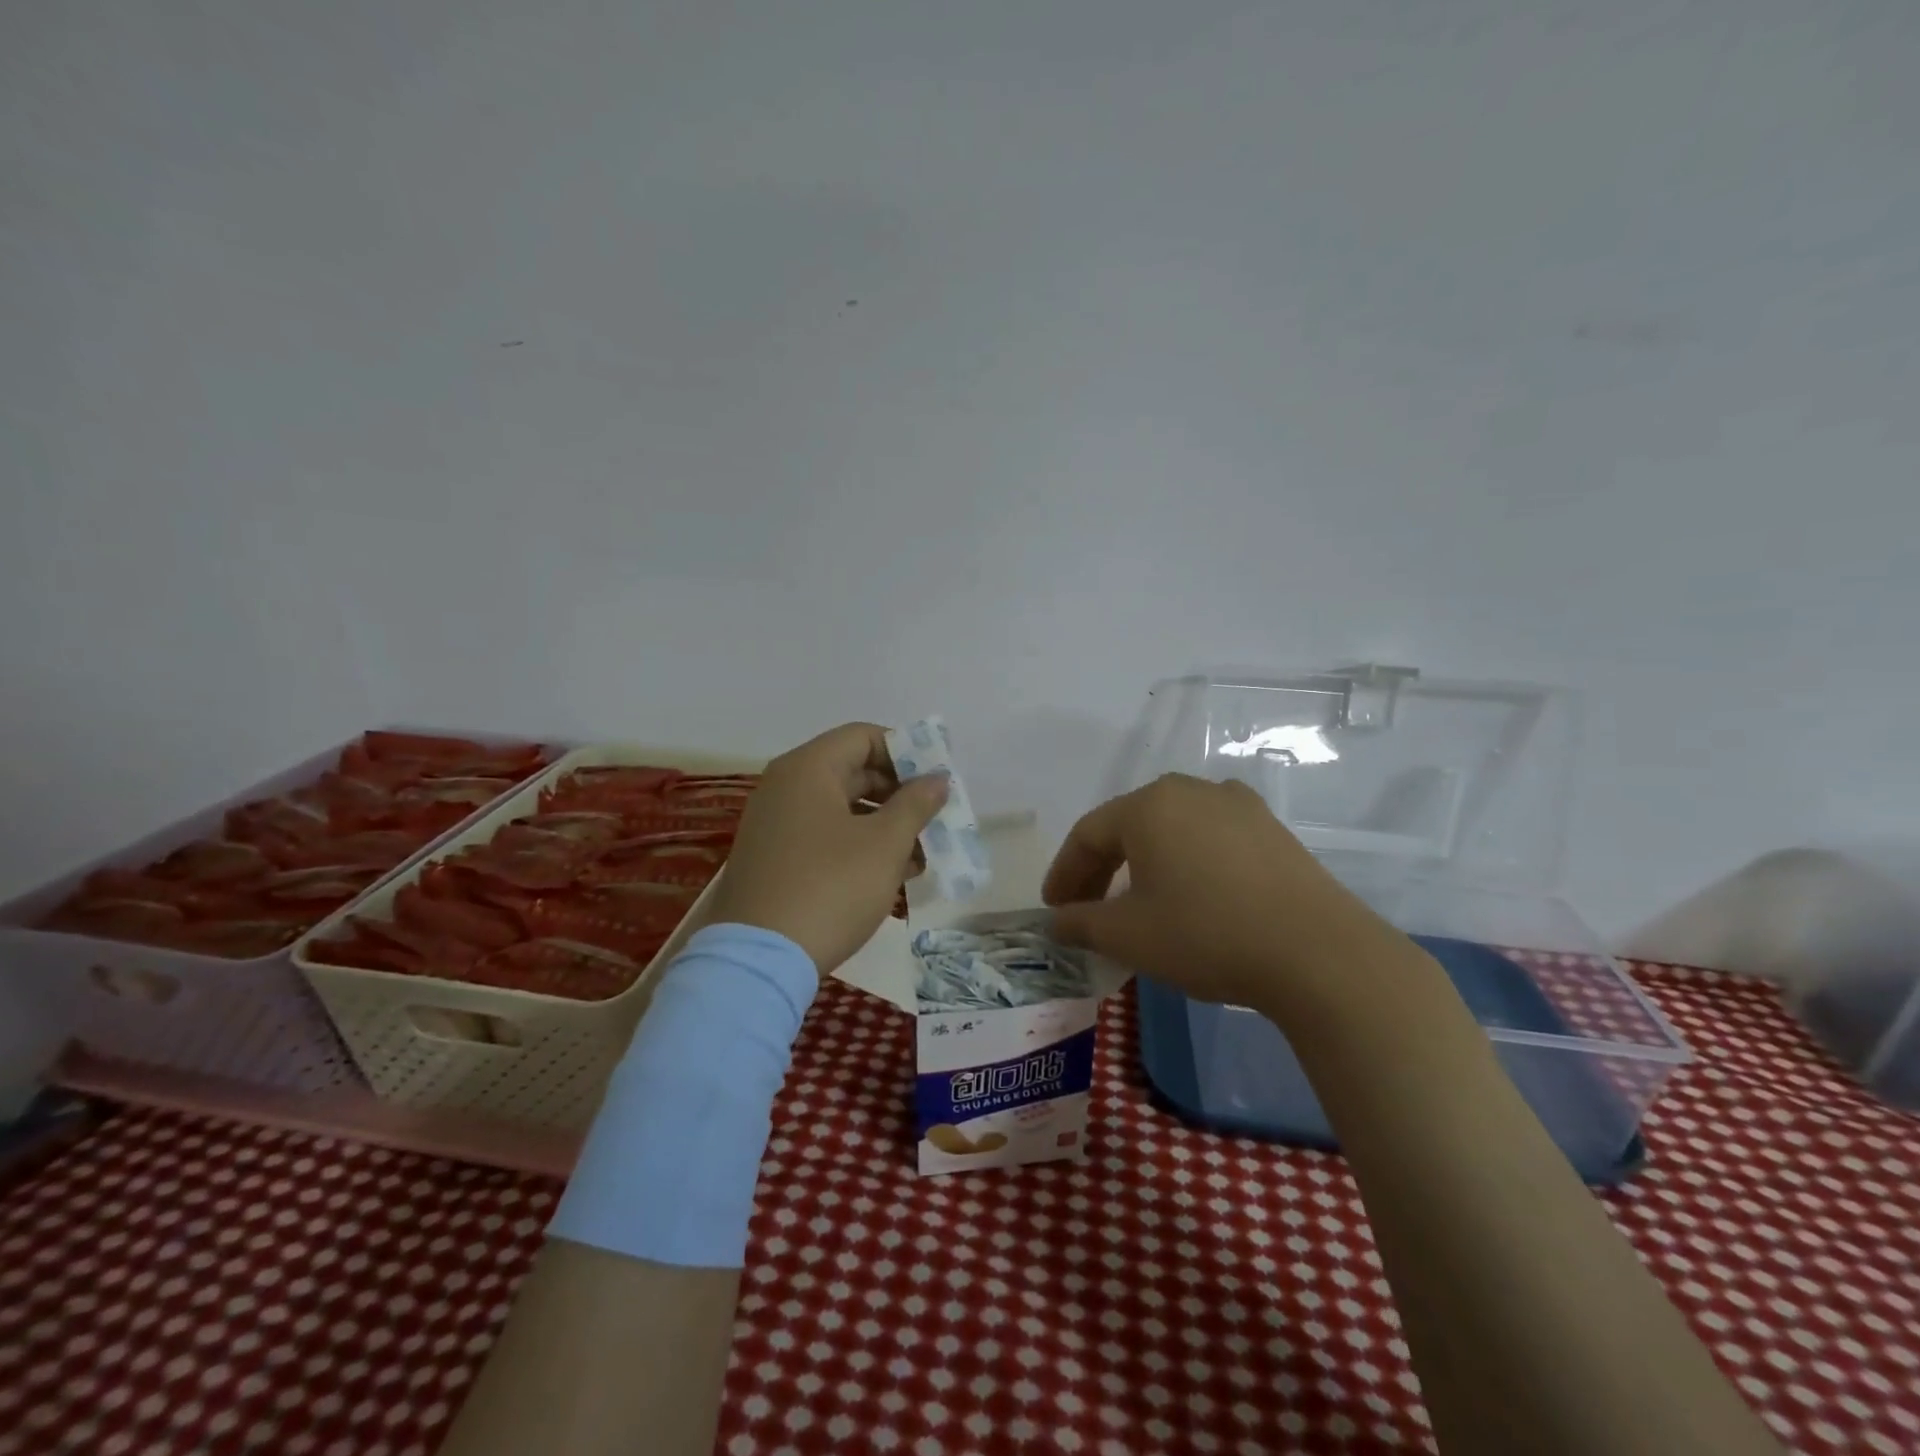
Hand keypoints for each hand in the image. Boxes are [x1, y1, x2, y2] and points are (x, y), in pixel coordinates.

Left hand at [707, 723, 947, 974]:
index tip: (936, 781)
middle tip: (934, 819)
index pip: (863, 736)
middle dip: (900, 794)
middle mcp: (785, 787)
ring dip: (884, 825)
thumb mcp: (884, 844)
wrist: (760, 960)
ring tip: (921, 856)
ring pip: (842, 808)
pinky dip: (858, 846)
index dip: (905, 752)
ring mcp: (776, 824)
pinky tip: (890, 875)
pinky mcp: (774, 858)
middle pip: (853, 771)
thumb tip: (937, 779)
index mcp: (808, 769)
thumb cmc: (831, 887)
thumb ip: (916, 804)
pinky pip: (824, 835)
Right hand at [1041, 773, 1401, 1020]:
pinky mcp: (1270, 828)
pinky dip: (1185, 861)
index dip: (1064, 873)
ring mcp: (1236, 805)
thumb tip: (1056, 920)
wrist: (1318, 953)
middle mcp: (1189, 791)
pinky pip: (1209, 837)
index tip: (1053, 909)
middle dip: (1101, 868)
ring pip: (1170, 829)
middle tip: (1086, 908)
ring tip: (1137, 901)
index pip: (1087, 834)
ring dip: (1143, 863)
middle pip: (1128, 825)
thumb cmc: (1206, 935)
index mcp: (1148, 805)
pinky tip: (1192, 891)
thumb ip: (1080, 923)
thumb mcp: (1128, 936)